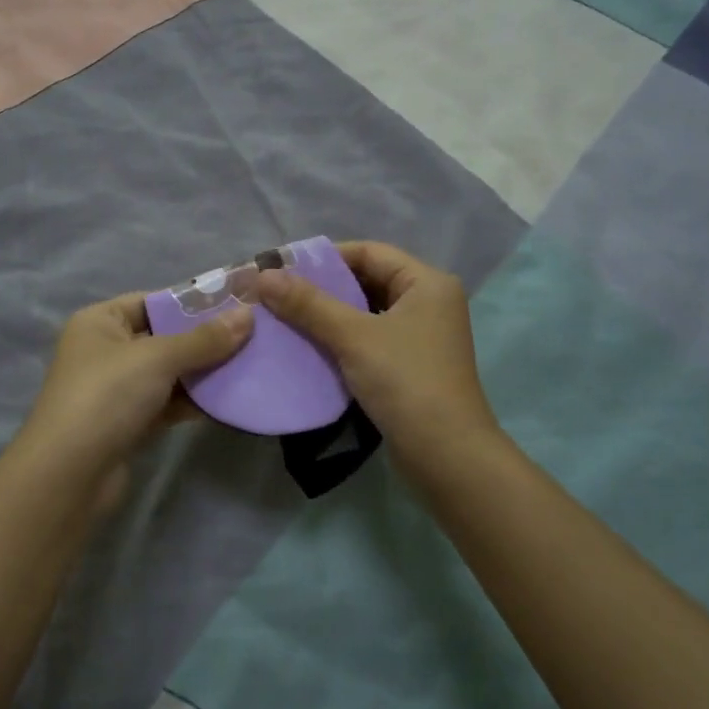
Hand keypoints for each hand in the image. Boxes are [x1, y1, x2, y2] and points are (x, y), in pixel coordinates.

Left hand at [8, 292, 252, 515]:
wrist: (70, 475)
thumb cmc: (107, 397)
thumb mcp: (158, 358)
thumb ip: (204, 338)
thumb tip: (248, 315)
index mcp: (100, 322)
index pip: (154, 301)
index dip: (194, 302)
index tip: (238, 304)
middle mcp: (106, 350)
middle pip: (165, 337)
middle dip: (207, 339)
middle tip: (255, 335)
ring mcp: (118, 389)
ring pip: (171, 372)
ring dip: (206, 371)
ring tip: (252, 364)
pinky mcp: (130, 422)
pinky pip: (170, 402)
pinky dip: (196, 400)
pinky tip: (231, 398)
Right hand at [254, 241, 504, 479]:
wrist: (445, 455)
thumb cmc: (405, 382)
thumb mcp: (353, 337)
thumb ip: (309, 304)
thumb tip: (264, 276)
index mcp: (427, 283)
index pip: (370, 252)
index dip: (326, 257)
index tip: (284, 268)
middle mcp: (429, 303)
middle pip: (368, 280)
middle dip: (324, 287)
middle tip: (278, 294)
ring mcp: (422, 336)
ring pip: (367, 312)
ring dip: (330, 315)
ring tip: (286, 318)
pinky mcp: (411, 365)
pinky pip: (370, 339)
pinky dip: (342, 339)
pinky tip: (310, 347)